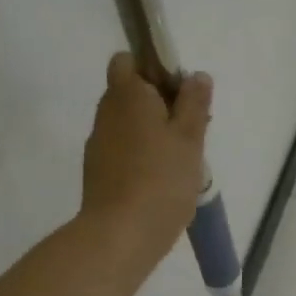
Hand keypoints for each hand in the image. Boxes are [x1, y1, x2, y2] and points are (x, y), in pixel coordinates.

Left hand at [80, 53, 211, 274]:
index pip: (127, 61)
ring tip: (183, 157)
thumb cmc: (162, 178)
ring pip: (128, 122)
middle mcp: (106, 113)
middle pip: (130, 92)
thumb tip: (196, 75)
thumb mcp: (190, 137)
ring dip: (153, 130)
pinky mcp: (99, 171)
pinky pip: (124, 148)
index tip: (181, 91)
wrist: (121, 234)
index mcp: (127, 96)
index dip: (154, 68)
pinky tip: (164, 177)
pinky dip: (142, 154)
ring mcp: (99, 144)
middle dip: (160, 102)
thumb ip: (194, 103)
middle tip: (192, 127)